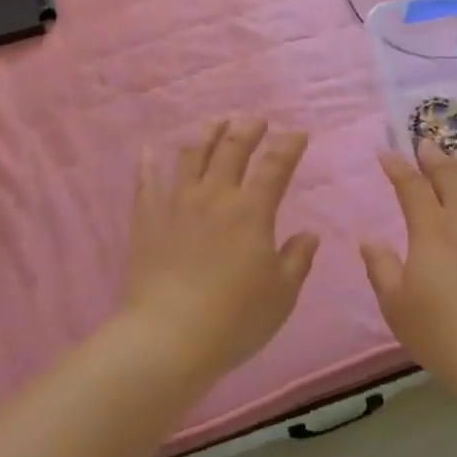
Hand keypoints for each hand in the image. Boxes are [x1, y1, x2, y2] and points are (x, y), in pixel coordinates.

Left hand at [120, 119, 318, 384]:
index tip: (297, 134)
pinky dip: (148, 163)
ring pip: (192, 155)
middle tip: (256, 120)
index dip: (289, 145)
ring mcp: (177, 204)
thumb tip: (309, 235)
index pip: (276, 166)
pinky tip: (148, 150)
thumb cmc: (234, 319)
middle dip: (247, 128)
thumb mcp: (281, 294)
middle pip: (232, 148)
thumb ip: (297, 260)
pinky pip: (147, 182)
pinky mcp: (147, 219)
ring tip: (216, 122)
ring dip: (207, 134)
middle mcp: (215, 196)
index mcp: (252, 211)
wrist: (168, 337)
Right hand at [360, 141, 456, 384]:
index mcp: (431, 230)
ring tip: (456, 157)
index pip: (412, 186)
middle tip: (424, 145)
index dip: (398, 167)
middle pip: (450, 176)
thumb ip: (380, 268)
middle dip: (434, 156)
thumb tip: (369, 241)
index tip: (387, 154)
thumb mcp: (396, 305)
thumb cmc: (441, 332)